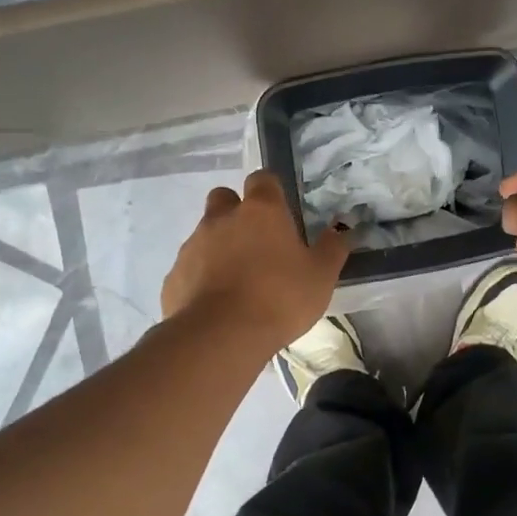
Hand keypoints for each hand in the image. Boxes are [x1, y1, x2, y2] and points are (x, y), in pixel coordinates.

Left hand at [160, 170, 349, 351]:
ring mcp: (192, 245)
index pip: (262, 179)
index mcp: (261, 211)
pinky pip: (190, 268)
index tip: (281, 213)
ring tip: (238, 282)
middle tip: (257, 244)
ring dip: (220, 247)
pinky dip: (201, 278)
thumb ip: (332, 248)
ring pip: (205, 234)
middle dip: (237, 212)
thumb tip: (342, 228)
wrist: (220, 336)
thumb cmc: (280, 299)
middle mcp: (222, 218)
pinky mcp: (174, 275)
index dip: (271, 191)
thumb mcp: (321, 276)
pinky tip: (217, 304)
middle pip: (224, 198)